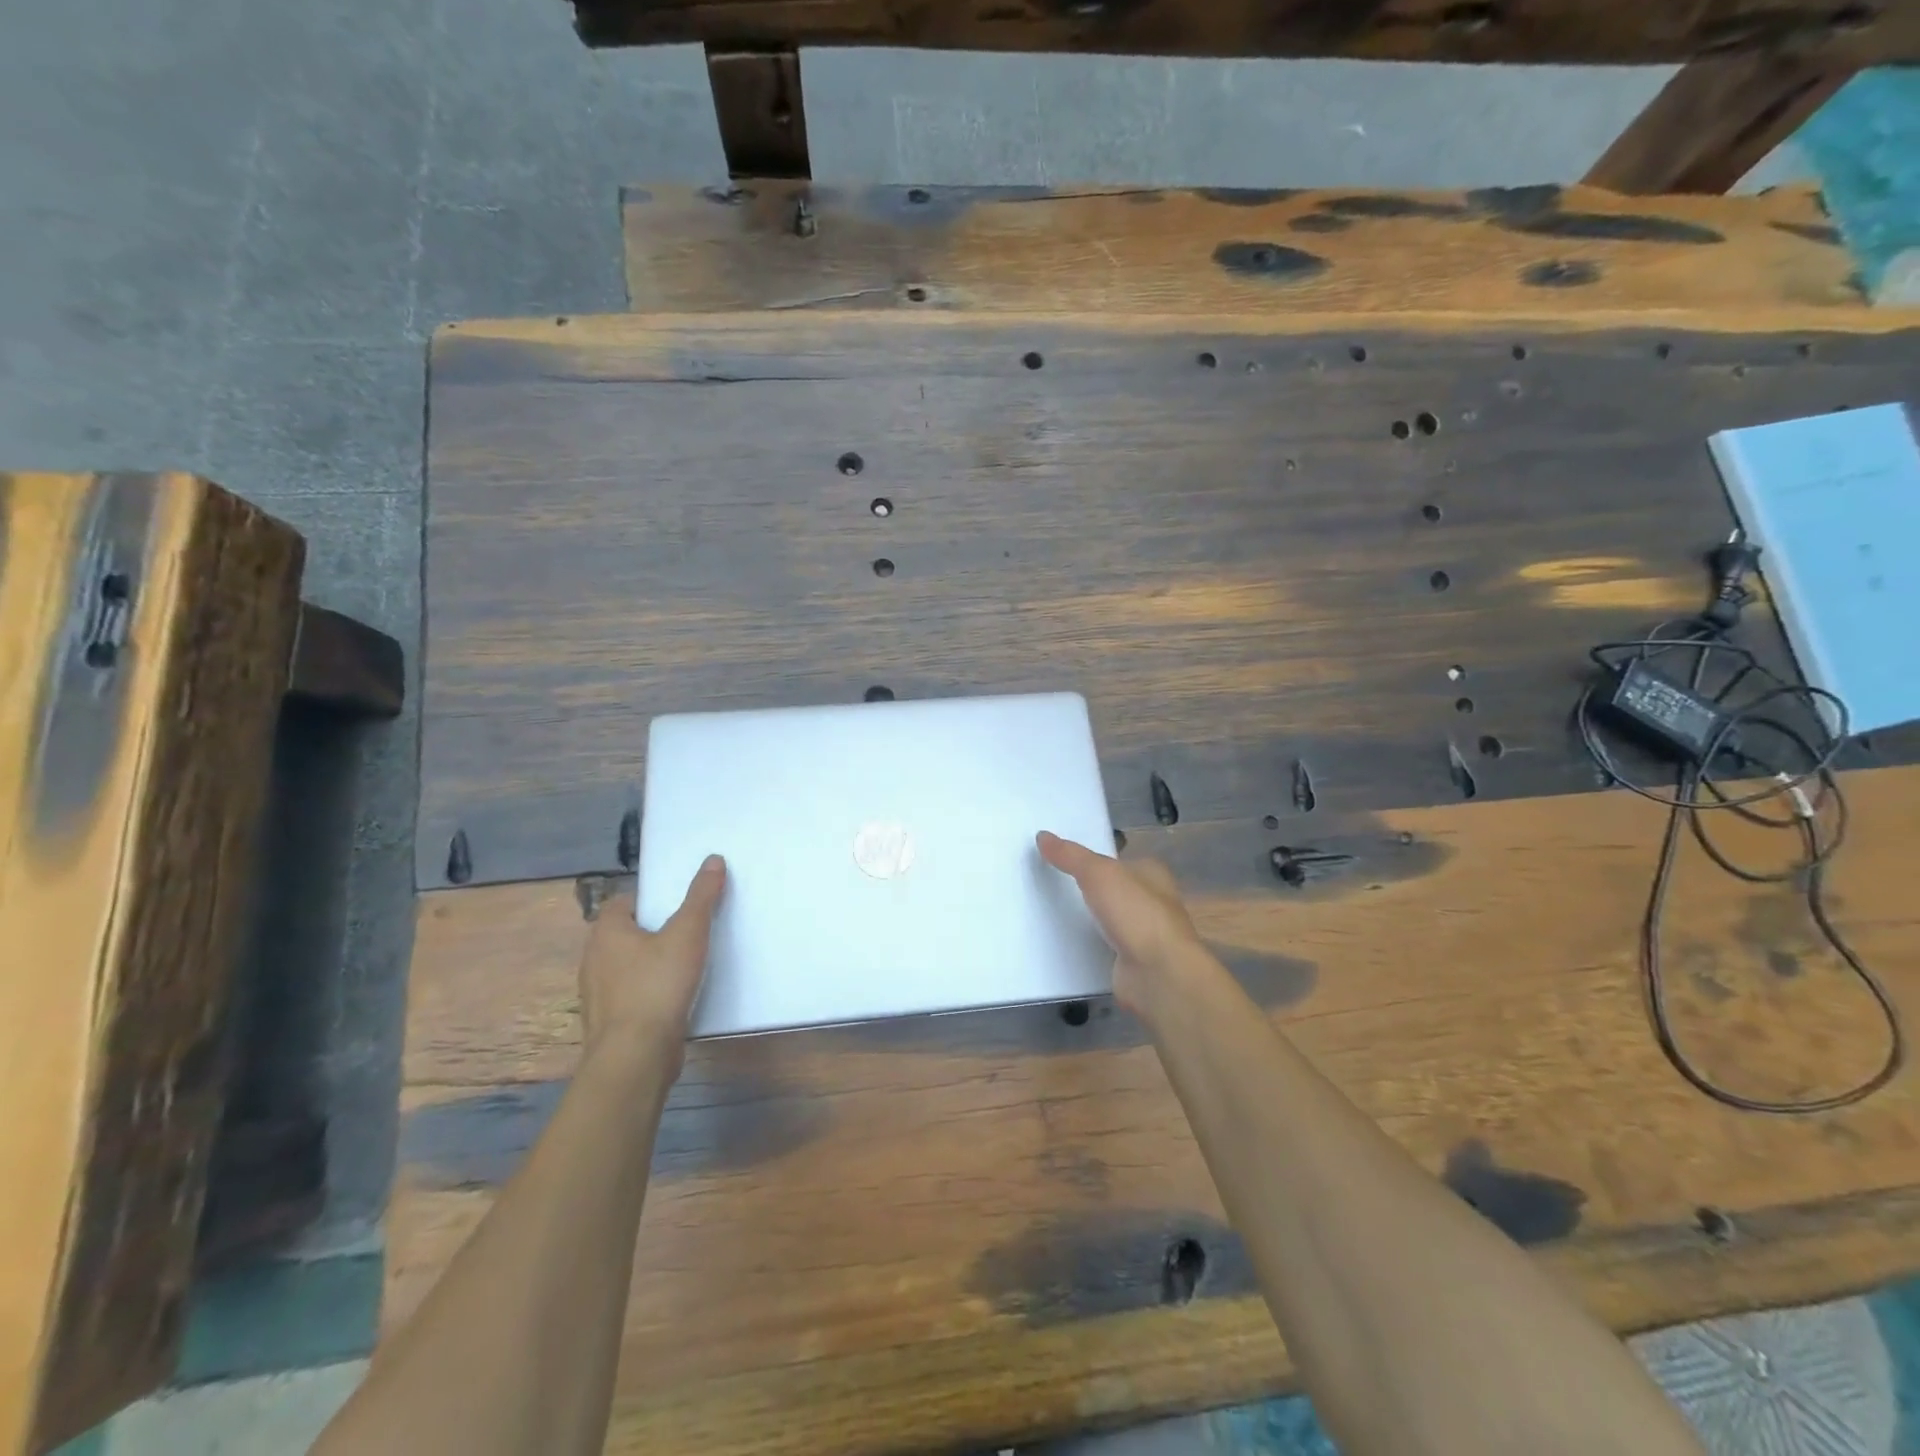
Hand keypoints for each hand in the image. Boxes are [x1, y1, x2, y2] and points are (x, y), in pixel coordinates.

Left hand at [579, 855, 725, 1077]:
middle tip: (689, 932)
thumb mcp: (688, 933)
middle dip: (654, 932)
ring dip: (651, 965)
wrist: (635, 1057)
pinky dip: (650, 993)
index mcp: (606, 933)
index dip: (650, 901)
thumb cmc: (657, 985)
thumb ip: (701, 896)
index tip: (678, 907)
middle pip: (626, 935)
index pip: (623, 903)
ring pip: (627, 967)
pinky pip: (631, 996)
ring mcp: (597, 995)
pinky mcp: (609, 1023)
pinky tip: (675, 999)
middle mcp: (593, 960)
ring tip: (686, 966)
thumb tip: (713, 859)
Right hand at [1037, 831, 1205, 1012]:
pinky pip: (1105, 946)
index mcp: (1152, 873)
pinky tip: (1065, 943)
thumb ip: (1070, 855)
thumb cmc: (1135, 913)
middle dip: (1090, 889)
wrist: (1158, 974)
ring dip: (1088, 919)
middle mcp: (1153, 901)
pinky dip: (1089, 945)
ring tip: (1051, 912)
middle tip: (1051, 884)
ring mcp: (1145, 934)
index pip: (1120, 860)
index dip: (1096, 858)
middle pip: (1114, 889)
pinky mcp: (1133, 961)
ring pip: (1110, 919)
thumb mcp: (1098, 873)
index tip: (1064, 859)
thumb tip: (1043, 835)